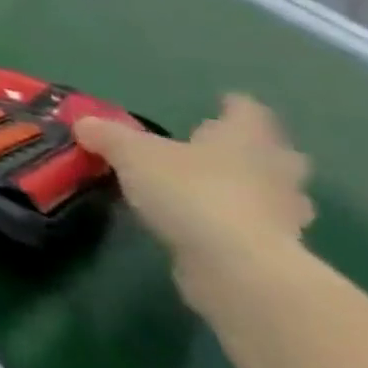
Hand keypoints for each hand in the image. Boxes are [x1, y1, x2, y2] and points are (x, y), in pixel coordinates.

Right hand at [77, 94, 314, 285]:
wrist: (236, 267)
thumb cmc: (189, 191)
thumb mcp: (131, 154)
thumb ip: (107, 136)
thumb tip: (85, 123)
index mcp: (243, 139)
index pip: (246, 112)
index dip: (235, 105)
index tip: (227, 101)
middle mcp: (272, 171)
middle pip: (275, 154)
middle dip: (256, 150)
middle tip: (227, 147)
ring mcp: (282, 214)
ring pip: (275, 193)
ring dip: (256, 189)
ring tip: (221, 188)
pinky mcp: (277, 251)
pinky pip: (260, 226)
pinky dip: (241, 222)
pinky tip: (213, 225)